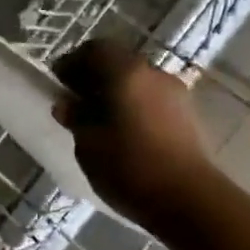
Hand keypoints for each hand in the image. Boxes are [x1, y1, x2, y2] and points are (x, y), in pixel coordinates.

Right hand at [51, 40, 218, 225]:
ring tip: (100, 120)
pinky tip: (125, 132)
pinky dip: (135, 105)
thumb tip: (67, 104)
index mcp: (125, 72)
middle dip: (95, 77)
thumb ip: (76, 118)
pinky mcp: (187, 115)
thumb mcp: (89, 144)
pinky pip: (152, 99)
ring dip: (117, 92)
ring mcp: (175, 93)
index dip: (72, 62)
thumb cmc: (130, 167)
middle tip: (76, 101)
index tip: (59, 83)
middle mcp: (153, 73)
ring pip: (137, 81)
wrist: (190, 200)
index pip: (94, 49)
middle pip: (118, 62)